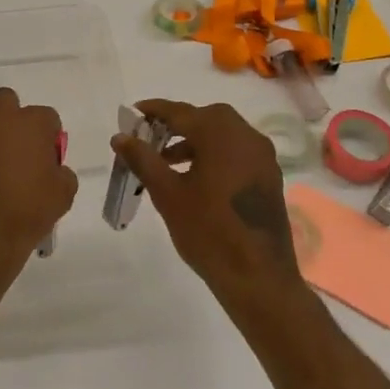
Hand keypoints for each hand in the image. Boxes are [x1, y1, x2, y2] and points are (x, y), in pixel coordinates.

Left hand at [0, 87, 76, 291]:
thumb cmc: (26, 214)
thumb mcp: (62, 196)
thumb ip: (61, 172)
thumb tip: (52, 169)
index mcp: (28, 124)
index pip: (46, 116)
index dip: (48, 136)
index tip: (47, 157)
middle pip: (6, 102)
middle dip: (12, 119)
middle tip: (16, 151)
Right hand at [110, 99, 309, 315]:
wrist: (258, 278)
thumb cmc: (208, 232)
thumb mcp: (167, 194)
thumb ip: (143, 159)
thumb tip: (120, 137)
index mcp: (221, 134)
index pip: (180, 112)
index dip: (154, 111)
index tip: (133, 114)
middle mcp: (246, 136)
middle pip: (205, 118)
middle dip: (176, 124)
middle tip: (150, 138)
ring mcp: (263, 157)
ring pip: (223, 134)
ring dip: (195, 140)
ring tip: (167, 162)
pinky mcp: (269, 177)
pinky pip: (237, 151)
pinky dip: (214, 153)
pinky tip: (196, 178)